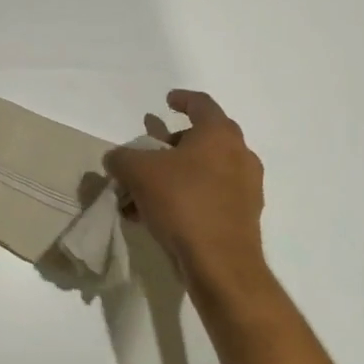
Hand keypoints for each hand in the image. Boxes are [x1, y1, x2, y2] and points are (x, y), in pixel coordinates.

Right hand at [107, 90, 273, 319]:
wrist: (221, 264)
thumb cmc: (182, 202)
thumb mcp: (137, 172)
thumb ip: (122, 158)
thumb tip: (116, 159)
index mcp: (219, 134)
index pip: (201, 104)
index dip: (182, 99)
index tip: (167, 101)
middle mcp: (239, 155)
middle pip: (204, 138)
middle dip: (174, 142)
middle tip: (151, 149)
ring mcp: (246, 188)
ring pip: (206, 170)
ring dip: (177, 173)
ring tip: (146, 188)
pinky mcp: (244, 217)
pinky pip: (210, 196)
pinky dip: (187, 196)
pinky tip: (157, 214)